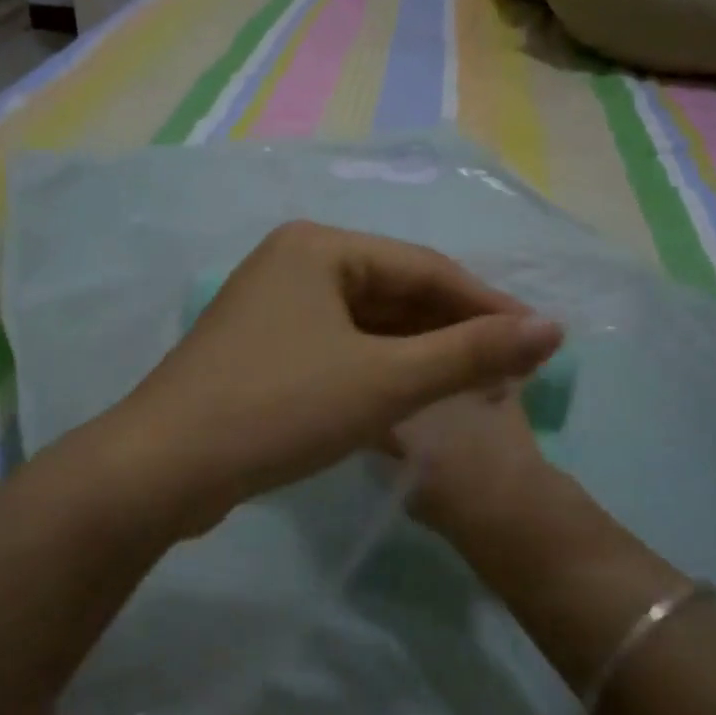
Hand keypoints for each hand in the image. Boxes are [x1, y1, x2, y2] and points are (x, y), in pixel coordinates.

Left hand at [114, 221, 562, 533]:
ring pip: (367, 323)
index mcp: (318, 246)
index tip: (540, 343)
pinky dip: (379, 370)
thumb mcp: (384, 381)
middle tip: (510, 374)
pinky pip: (339, 346)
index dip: (487, 305)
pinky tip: (414, 399)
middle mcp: (294, 262)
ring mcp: (273, 306)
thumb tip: (551, 328)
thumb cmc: (279, 408)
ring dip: (419, 355)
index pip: (424, 267)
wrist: (164, 468)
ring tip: (474, 391)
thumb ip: (470, 353)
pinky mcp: (262, 348)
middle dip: (452, 333)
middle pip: (394, 292)